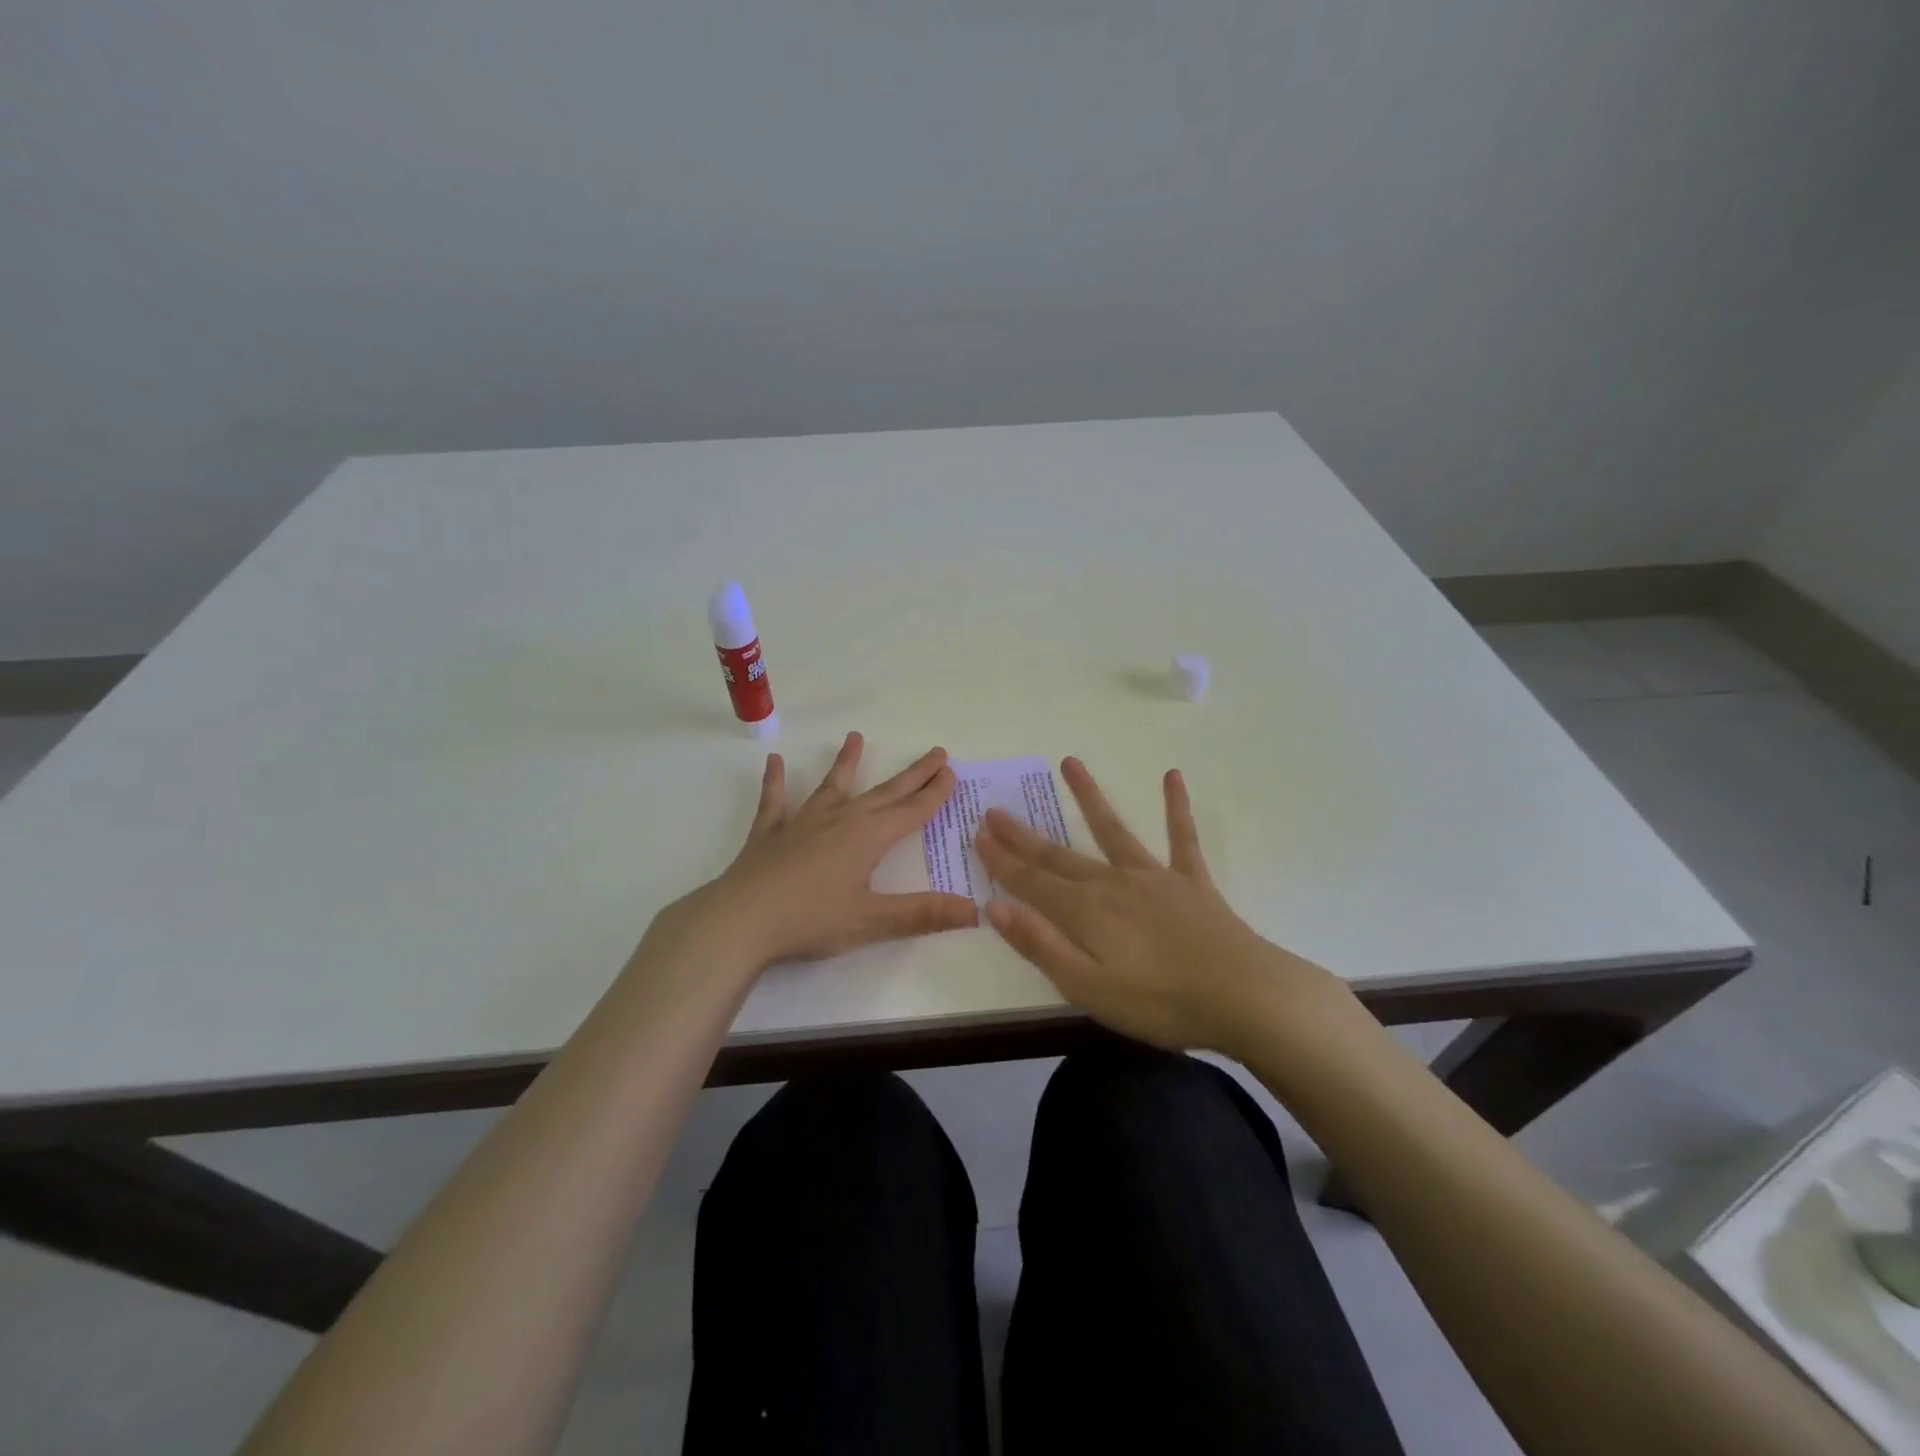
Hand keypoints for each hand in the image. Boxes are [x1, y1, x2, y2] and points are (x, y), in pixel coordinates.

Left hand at [667, 731, 976, 972]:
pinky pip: (775, 802)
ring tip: (855, 737)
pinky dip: (775, 782)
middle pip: (884, 793)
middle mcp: (840, 820)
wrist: (740, 920)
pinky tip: (774, 762)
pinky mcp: (769, 834)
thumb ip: (923, 914)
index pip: (911, 811)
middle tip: (935, 753)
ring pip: (831, 786)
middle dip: (912, 775)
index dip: (934, 794)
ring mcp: (802, 823)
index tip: (951, 772)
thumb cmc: (811, 920)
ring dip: (846, 763)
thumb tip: (976, 910)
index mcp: (868, 837)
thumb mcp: (872, 922)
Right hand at [974, 757, 1344, 1053]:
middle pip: (1059, 856)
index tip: (977, 835)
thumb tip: (994, 906)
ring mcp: (1154, 877)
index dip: (1002, 861)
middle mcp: (1113, 883)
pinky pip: (1182, 837)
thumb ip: (1040, 945)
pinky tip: (1172, 776)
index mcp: (1085, 912)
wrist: (1245, 996)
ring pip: (1113, 829)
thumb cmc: (1161, 1003)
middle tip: (996, 810)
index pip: (1031, 882)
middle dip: (1024, 835)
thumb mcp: (1088, 988)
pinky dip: (1176, 806)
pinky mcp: (1191, 881)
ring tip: (1070, 763)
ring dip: (1089, 796)